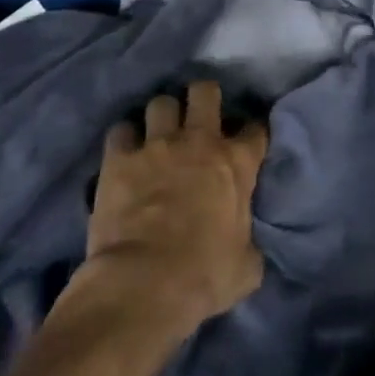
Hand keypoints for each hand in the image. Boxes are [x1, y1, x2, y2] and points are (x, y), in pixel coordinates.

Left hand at [85, 81, 267, 333]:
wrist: (145, 283)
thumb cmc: (205, 275)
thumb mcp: (246, 265)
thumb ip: (249, 242)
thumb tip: (246, 247)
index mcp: (237, 162)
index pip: (256, 129)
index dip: (252, 134)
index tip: (248, 144)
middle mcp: (199, 141)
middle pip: (204, 92)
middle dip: (203, 98)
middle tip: (199, 117)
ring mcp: (156, 145)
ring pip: (160, 103)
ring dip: (161, 117)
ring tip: (158, 134)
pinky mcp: (119, 159)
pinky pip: (121, 131)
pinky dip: (123, 140)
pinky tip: (123, 153)